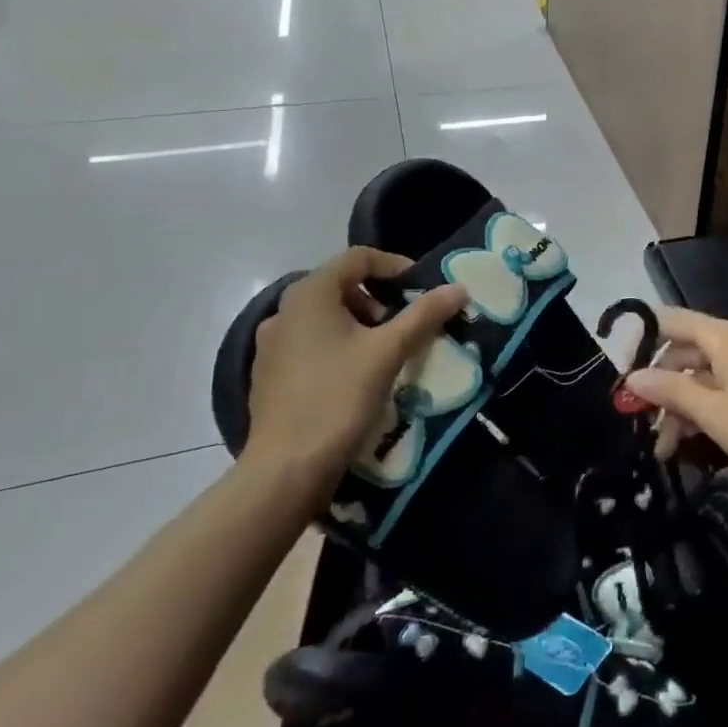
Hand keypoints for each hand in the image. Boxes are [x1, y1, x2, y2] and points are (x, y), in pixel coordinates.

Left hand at [245, 248, 466, 495]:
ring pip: (326, 317)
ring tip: (387, 351)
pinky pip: (311, 343)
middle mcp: (283, 310)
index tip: (422, 289)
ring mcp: (271, 344)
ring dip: (361, 324)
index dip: (395, 266)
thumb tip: (458, 288)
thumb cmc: (338, 397)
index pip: (358, 258)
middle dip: (379, 299)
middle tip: (407, 323)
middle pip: (340, 286)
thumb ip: (424, 315)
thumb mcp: (389, 351)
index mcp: (309, 294)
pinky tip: (357, 376)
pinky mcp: (269, 374)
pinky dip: (339, 346)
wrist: (286, 468)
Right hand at [624, 306, 727, 497]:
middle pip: (685, 353)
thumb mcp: (710, 412)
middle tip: (637, 422)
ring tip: (663, 449)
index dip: (643, 339)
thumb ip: (668, 391)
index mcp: (725, 337)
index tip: (620, 370)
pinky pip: (720, 391)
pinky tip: (687, 443)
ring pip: (701, 377)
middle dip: (659, 386)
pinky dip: (701, 412)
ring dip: (679, 408)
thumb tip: (632, 378)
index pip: (673, 321)